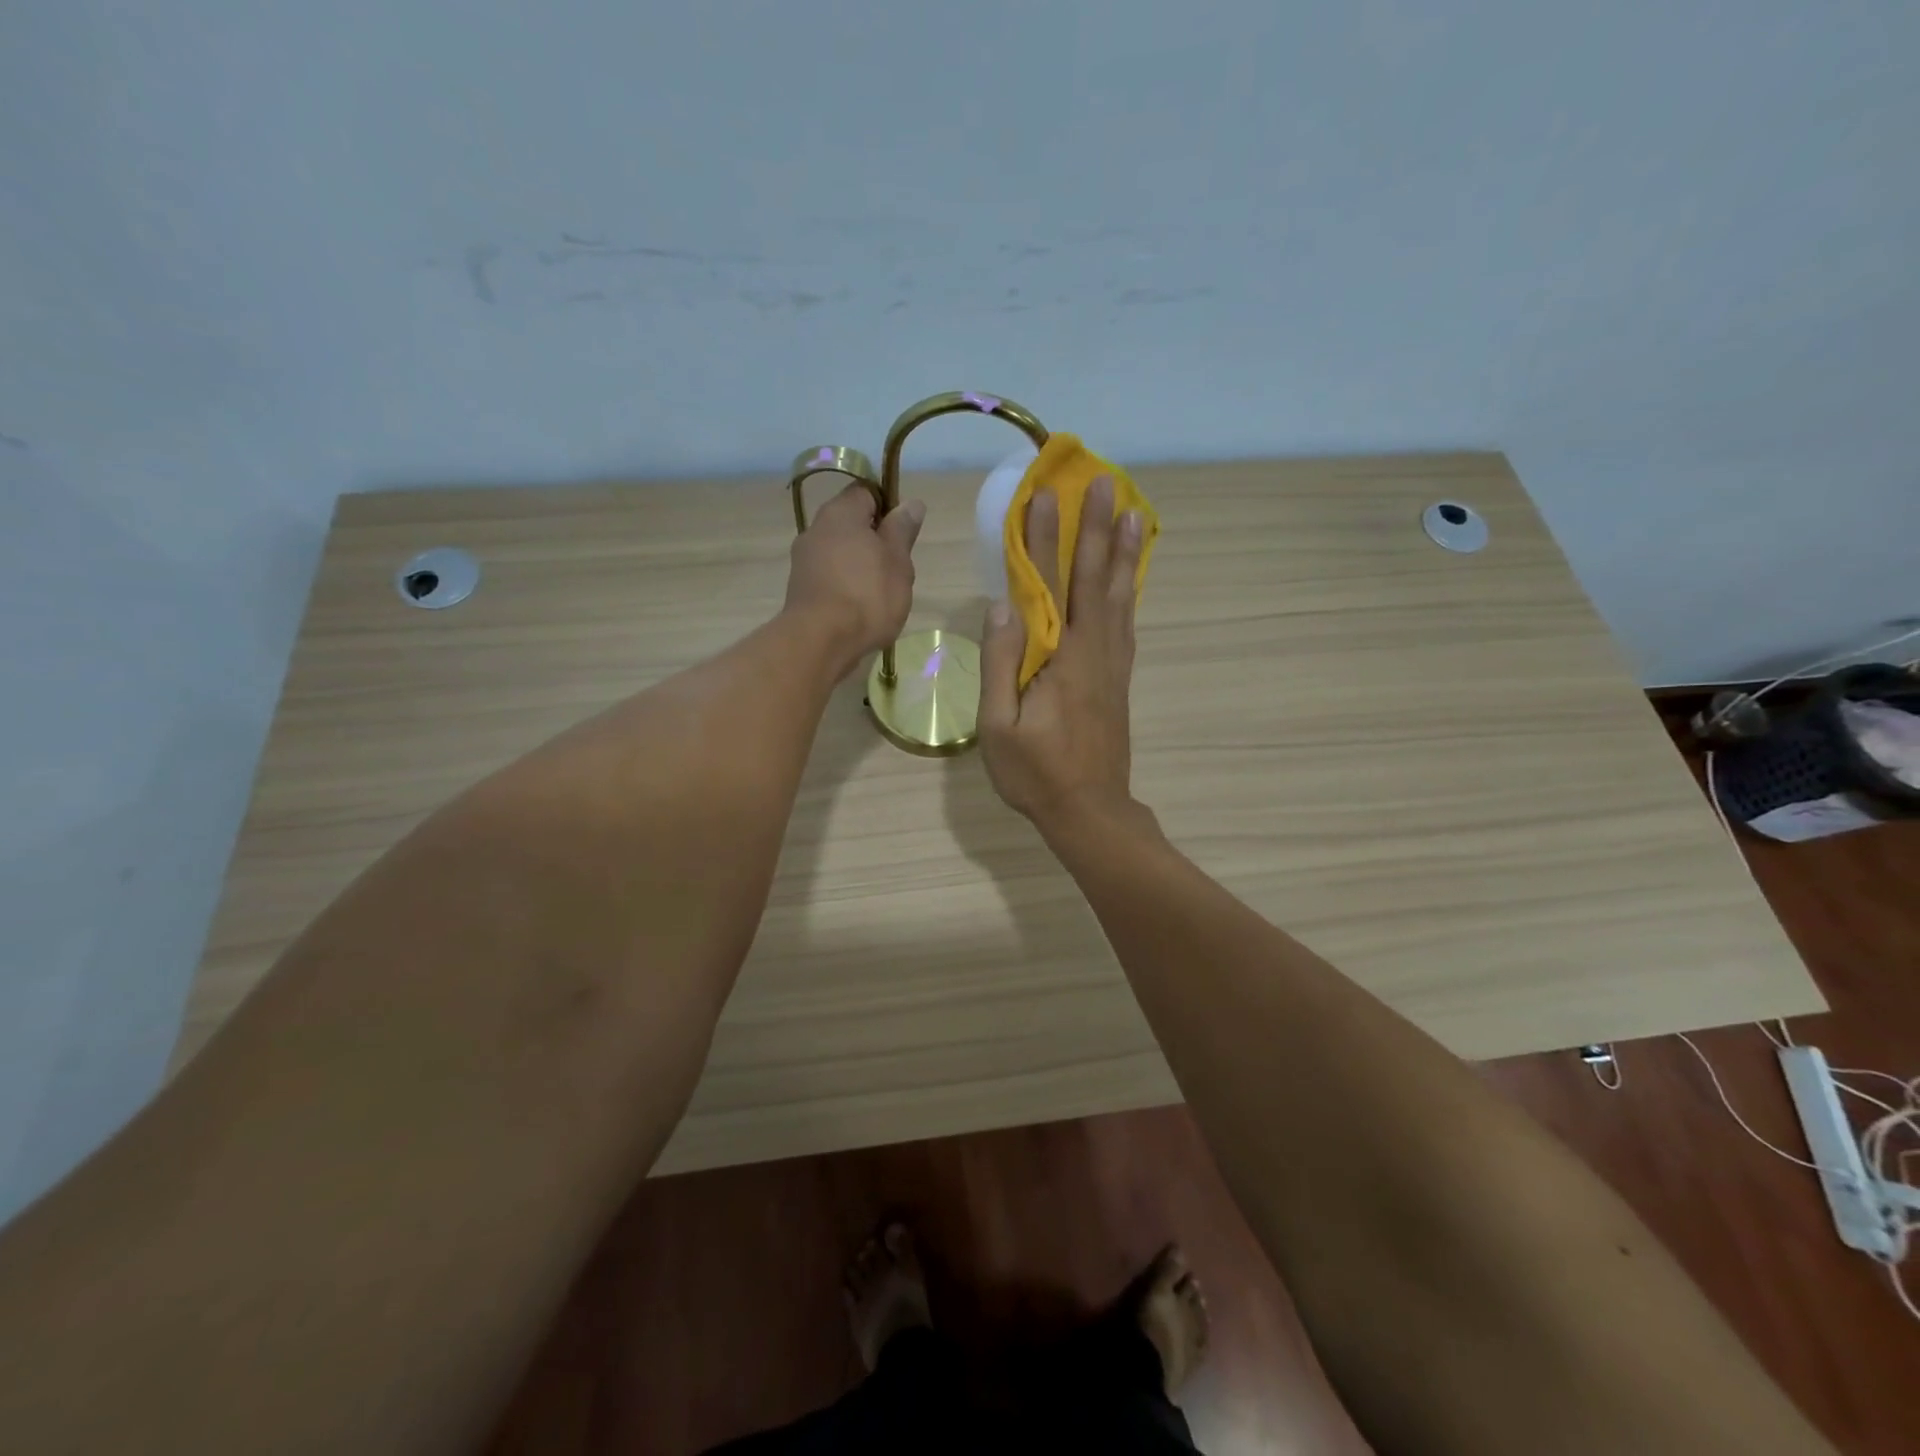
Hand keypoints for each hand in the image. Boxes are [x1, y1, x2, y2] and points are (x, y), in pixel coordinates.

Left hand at [785, 484, 923, 678]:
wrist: (820, 642)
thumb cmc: (867, 595)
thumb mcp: (898, 561)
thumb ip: (902, 530)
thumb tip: (911, 503)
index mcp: (841, 513)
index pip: (866, 492)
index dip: (887, 507)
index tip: (902, 532)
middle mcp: (816, 529)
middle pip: (851, 524)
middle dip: (874, 541)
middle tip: (896, 567)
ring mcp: (803, 560)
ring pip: (840, 552)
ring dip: (859, 565)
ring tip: (880, 593)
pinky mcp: (800, 589)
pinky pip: (829, 577)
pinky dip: (845, 586)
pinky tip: (859, 609)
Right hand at [979, 476, 1146, 835]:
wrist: (1090, 811)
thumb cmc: (1036, 774)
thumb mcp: (1000, 726)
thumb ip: (1001, 664)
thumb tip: (1002, 605)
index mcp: (1062, 658)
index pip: (1051, 585)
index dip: (1046, 538)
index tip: (1045, 494)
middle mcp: (1094, 651)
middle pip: (1096, 579)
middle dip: (1098, 529)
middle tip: (1106, 483)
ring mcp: (1113, 664)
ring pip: (1120, 596)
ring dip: (1124, 553)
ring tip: (1133, 513)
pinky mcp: (1120, 679)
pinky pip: (1127, 622)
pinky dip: (1131, 591)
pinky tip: (1131, 577)